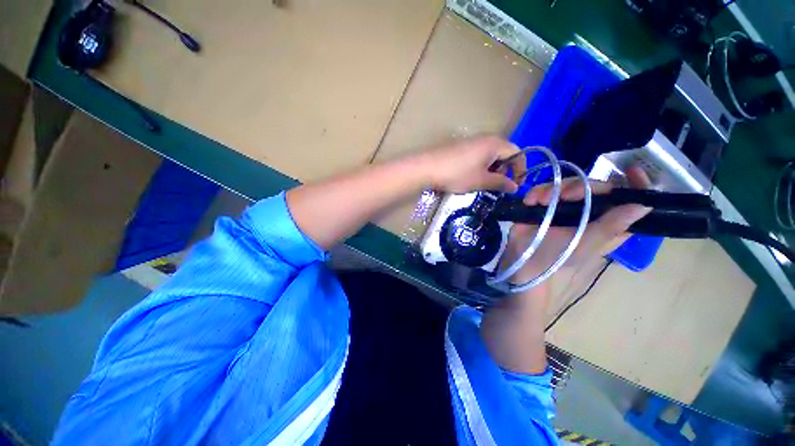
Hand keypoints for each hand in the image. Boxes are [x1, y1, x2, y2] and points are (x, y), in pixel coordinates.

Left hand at [419, 136, 525, 193]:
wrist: (427, 167)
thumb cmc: (457, 174)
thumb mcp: (481, 181)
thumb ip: (500, 183)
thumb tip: (514, 186)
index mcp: (494, 143)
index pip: (517, 153)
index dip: (520, 169)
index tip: (516, 185)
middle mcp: (485, 138)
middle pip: (503, 153)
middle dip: (504, 170)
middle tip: (497, 185)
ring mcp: (471, 141)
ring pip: (489, 155)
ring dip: (491, 170)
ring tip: (481, 183)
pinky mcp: (460, 147)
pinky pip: (477, 155)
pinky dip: (479, 166)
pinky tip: (469, 177)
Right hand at [500, 166, 651, 285]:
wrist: (523, 264)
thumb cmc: (558, 260)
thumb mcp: (587, 244)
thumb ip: (612, 226)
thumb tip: (645, 205)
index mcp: (605, 222)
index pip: (627, 199)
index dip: (634, 184)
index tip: (631, 170)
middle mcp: (587, 211)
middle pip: (594, 186)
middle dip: (581, 186)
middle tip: (566, 196)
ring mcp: (563, 207)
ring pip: (567, 184)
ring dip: (553, 189)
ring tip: (540, 201)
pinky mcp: (541, 205)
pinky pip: (542, 189)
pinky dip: (536, 192)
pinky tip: (531, 201)